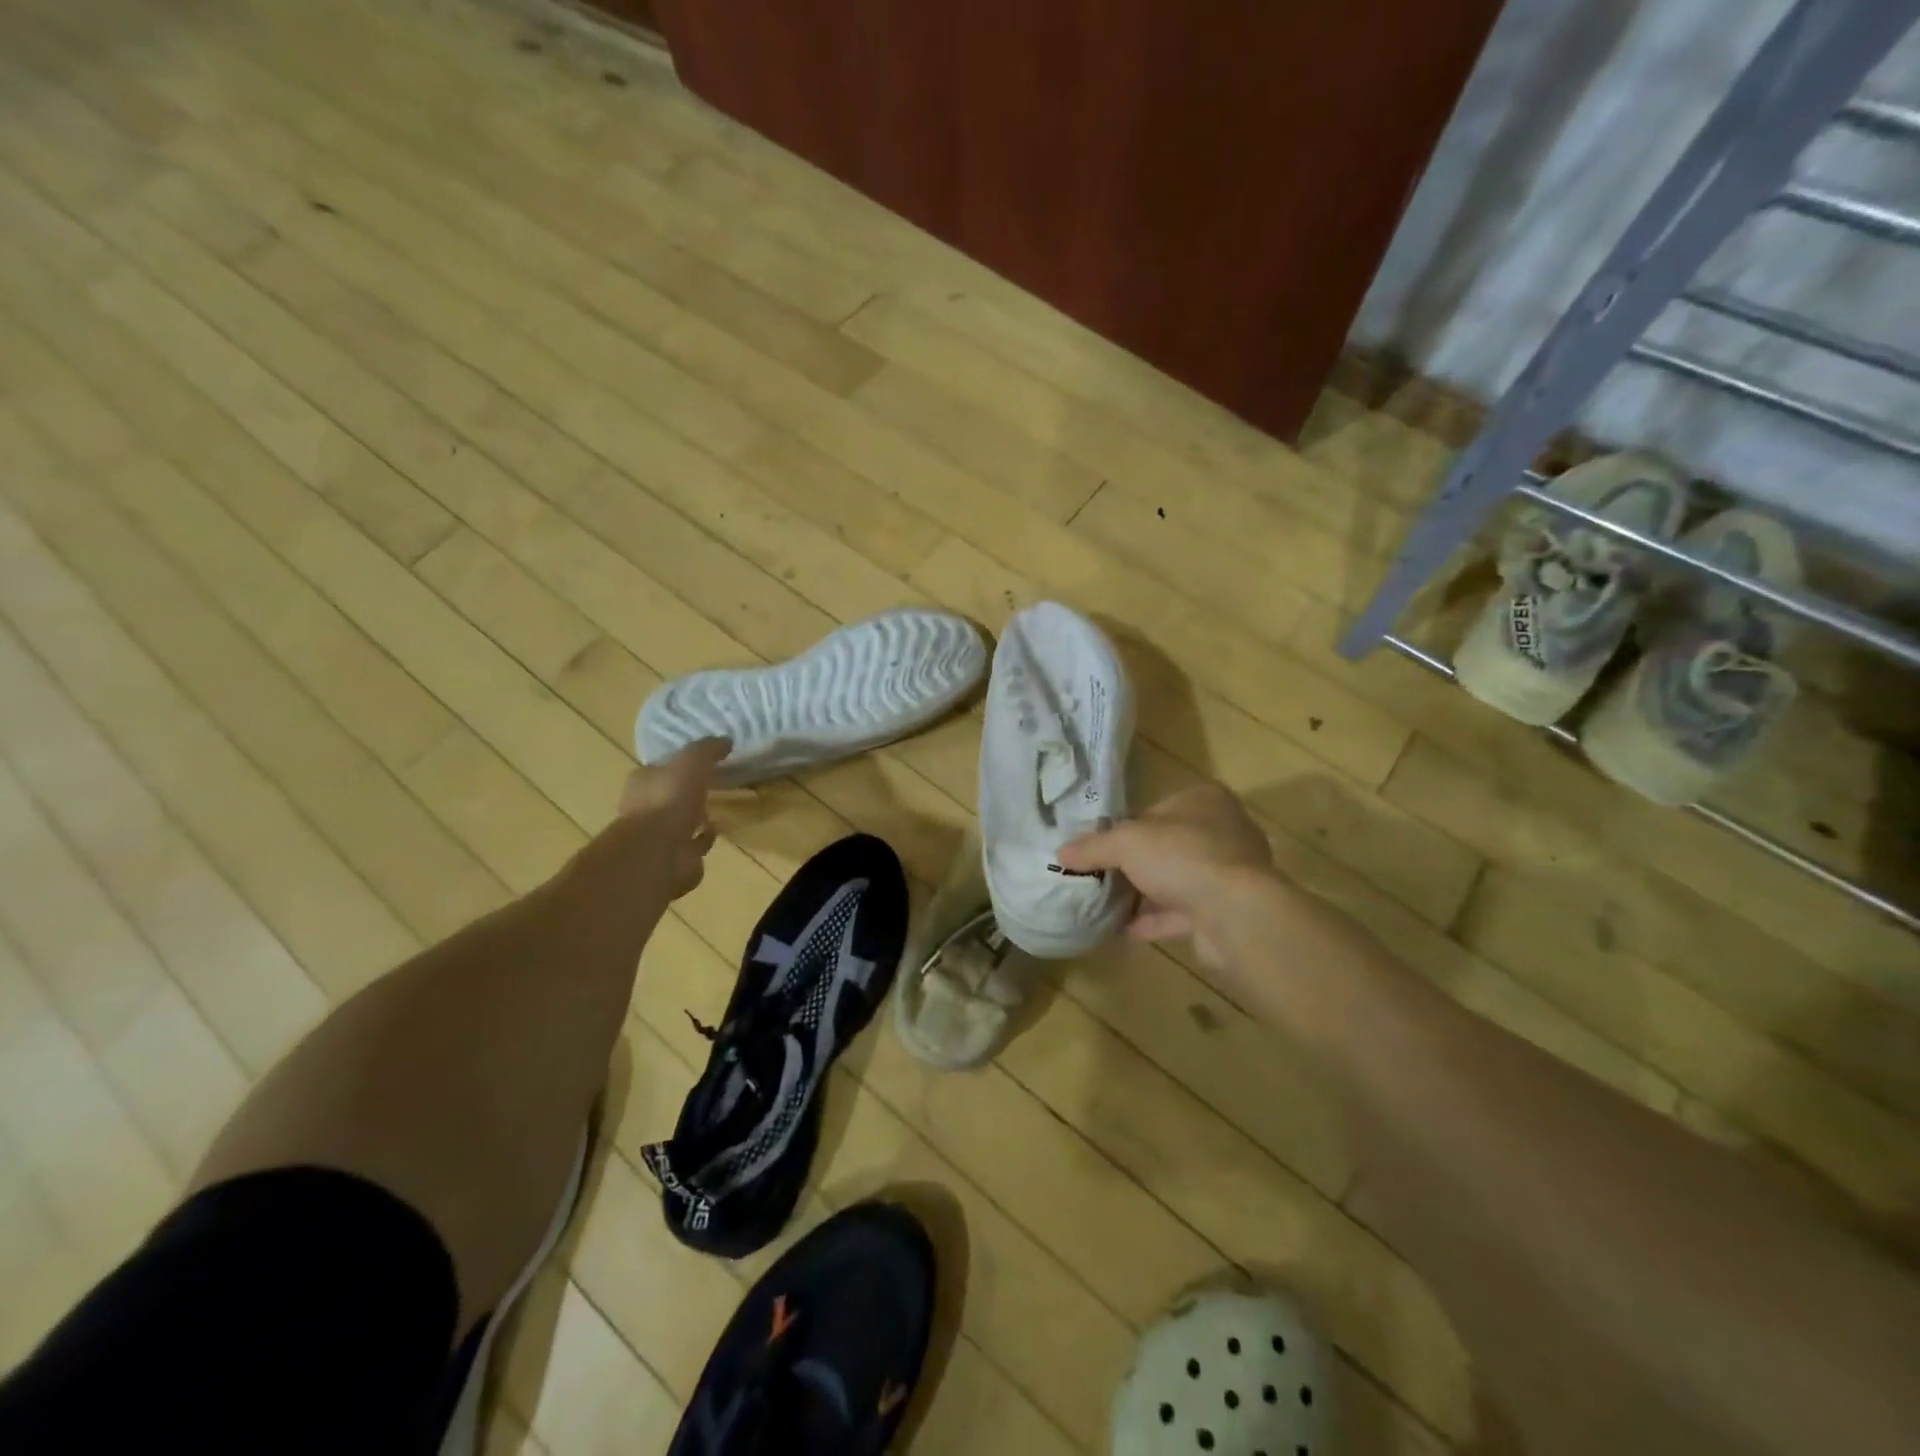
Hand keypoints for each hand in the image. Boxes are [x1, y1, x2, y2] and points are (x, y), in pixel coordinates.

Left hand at [602, 737, 729, 901]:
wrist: (659, 852)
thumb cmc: (669, 799)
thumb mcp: (692, 761)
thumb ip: (708, 749)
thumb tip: (726, 741)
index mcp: (643, 782)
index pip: (659, 768)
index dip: (678, 764)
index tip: (701, 761)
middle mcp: (645, 808)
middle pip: (669, 794)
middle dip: (687, 791)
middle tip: (712, 783)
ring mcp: (659, 835)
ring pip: (680, 821)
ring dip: (695, 816)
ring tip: (716, 807)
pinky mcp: (675, 857)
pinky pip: (693, 844)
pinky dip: (704, 837)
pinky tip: (716, 830)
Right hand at [1057, 782, 1275, 967]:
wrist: (1235, 914)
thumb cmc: (1182, 857)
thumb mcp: (1126, 842)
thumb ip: (1093, 846)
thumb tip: (1061, 853)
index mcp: (1204, 800)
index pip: (1155, 809)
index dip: (1124, 826)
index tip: (1098, 846)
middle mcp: (1222, 832)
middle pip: (1165, 845)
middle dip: (1134, 862)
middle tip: (1098, 875)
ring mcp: (1228, 874)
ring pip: (1175, 880)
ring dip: (1143, 893)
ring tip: (1104, 903)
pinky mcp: (1226, 911)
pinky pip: (1181, 913)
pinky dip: (1153, 920)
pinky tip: (1121, 929)